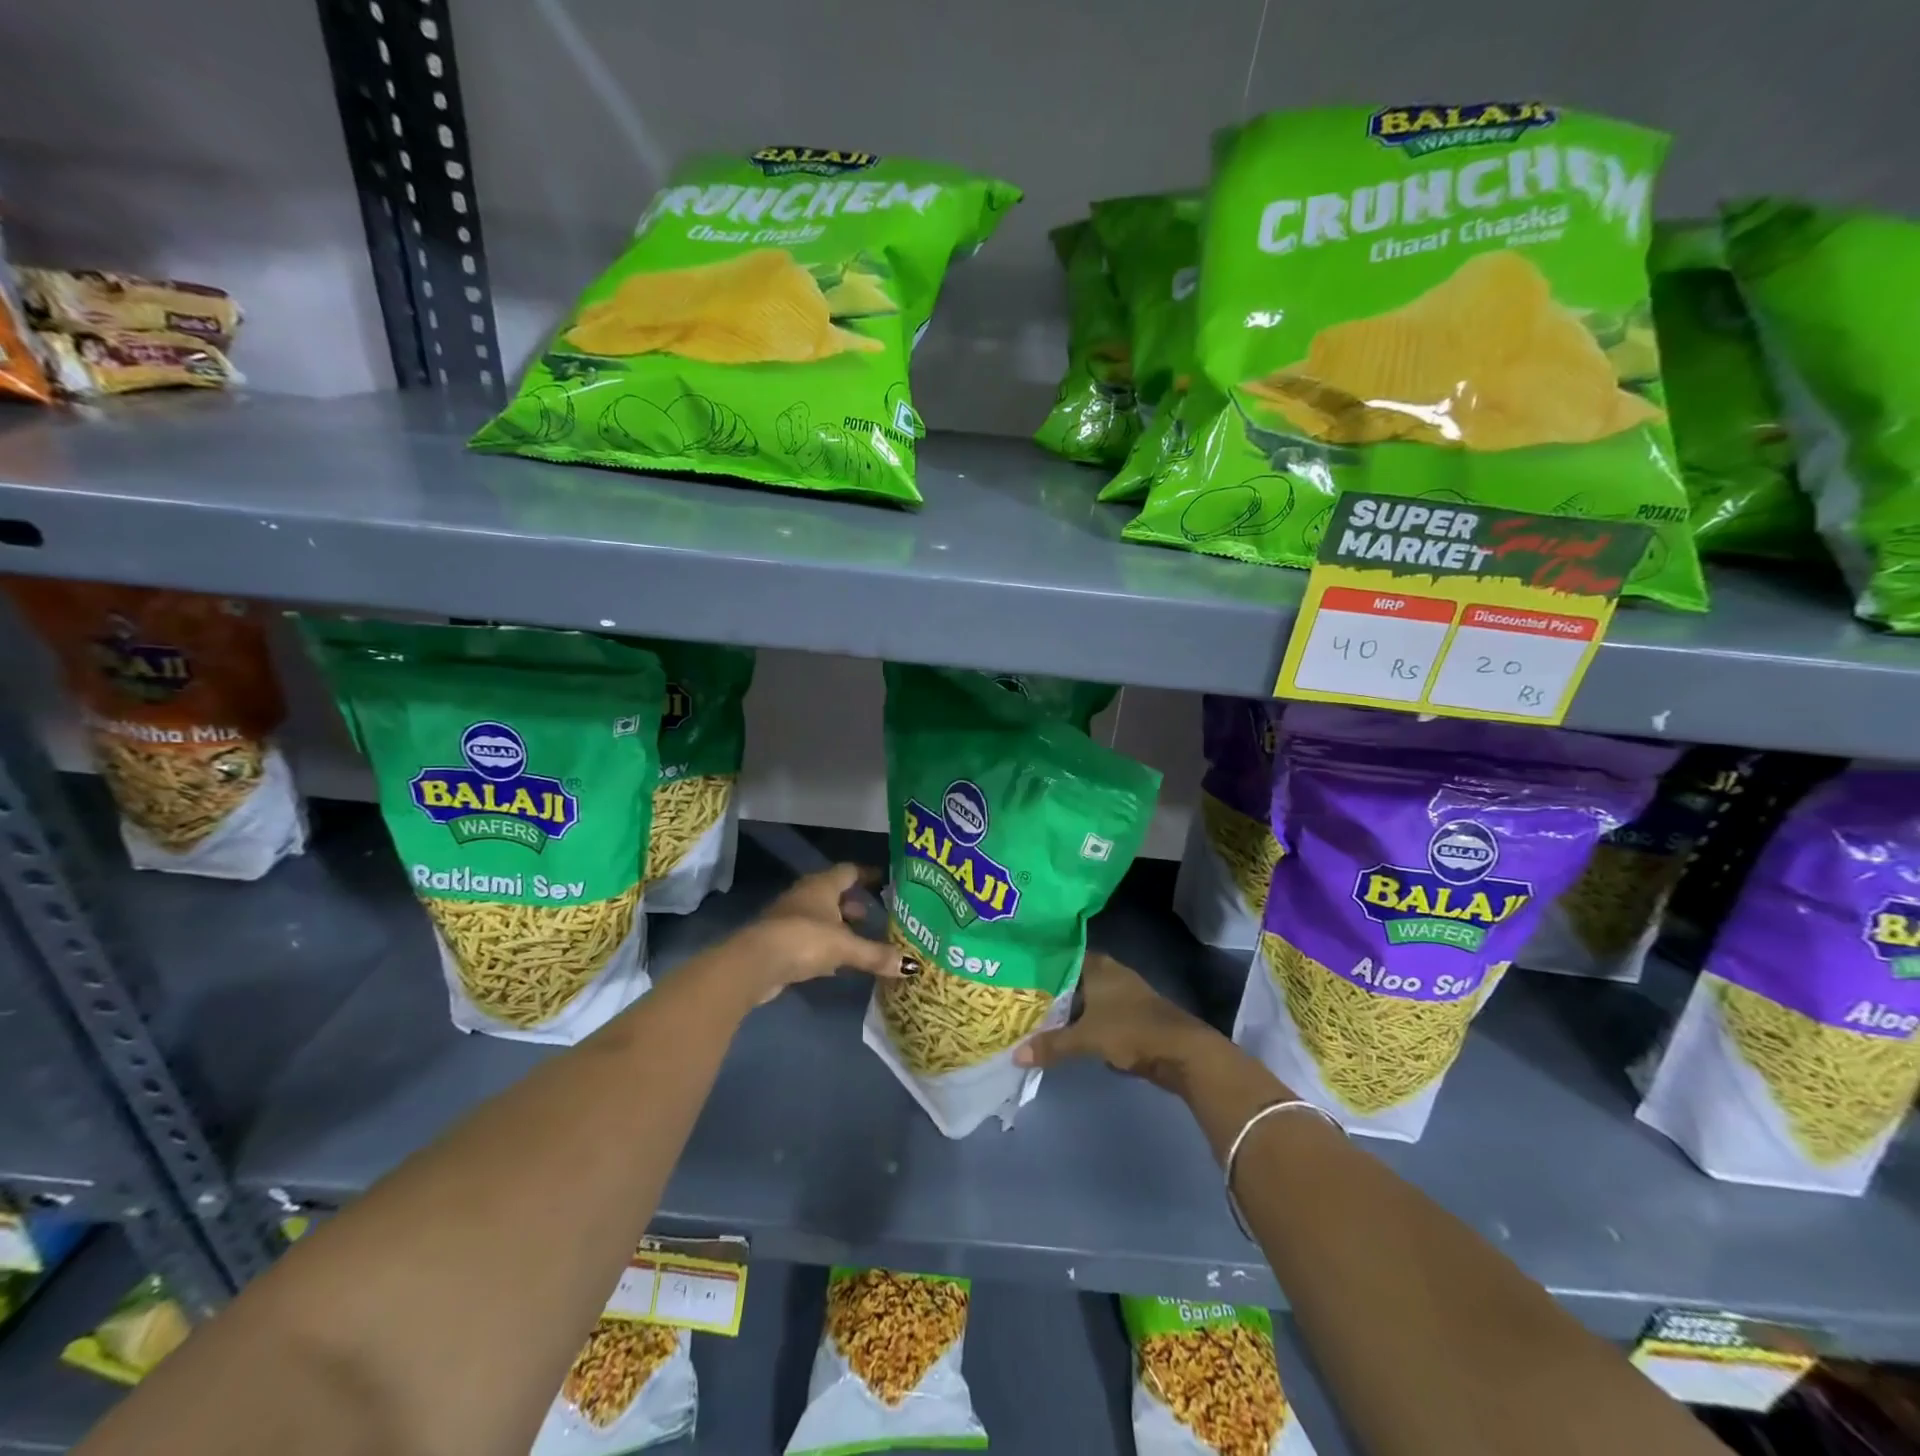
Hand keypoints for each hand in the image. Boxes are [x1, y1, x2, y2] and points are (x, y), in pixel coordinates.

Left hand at [730, 864, 909, 1003]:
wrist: (756, 963)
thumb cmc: (805, 939)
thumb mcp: (846, 946)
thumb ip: (876, 954)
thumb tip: (910, 965)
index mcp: (822, 885)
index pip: (850, 871)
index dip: (868, 875)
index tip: (886, 881)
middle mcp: (806, 895)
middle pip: (835, 894)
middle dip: (855, 905)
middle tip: (878, 916)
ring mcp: (790, 918)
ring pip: (822, 917)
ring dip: (840, 926)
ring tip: (862, 940)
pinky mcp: (781, 942)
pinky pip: (810, 938)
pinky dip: (826, 945)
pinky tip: (839, 962)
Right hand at [1013, 952, 1222, 1093]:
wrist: (1181, 1051)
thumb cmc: (1130, 1030)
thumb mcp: (1086, 1038)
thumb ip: (1051, 1045)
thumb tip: (1015, 1055)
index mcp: (1098, 966)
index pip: (1062, 955)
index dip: (1040, 963)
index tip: (1016, 971)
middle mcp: (1110, 973)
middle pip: (1072, 978)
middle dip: (1050, 990)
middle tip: (1019, 998)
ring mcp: (1122, 994)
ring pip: (1085, 998)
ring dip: (1067, 1009)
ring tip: (1035, 1017)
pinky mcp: (1131, 1016)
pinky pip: (1097, 1014)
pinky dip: (1083, 1022)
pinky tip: (1065, 1033)